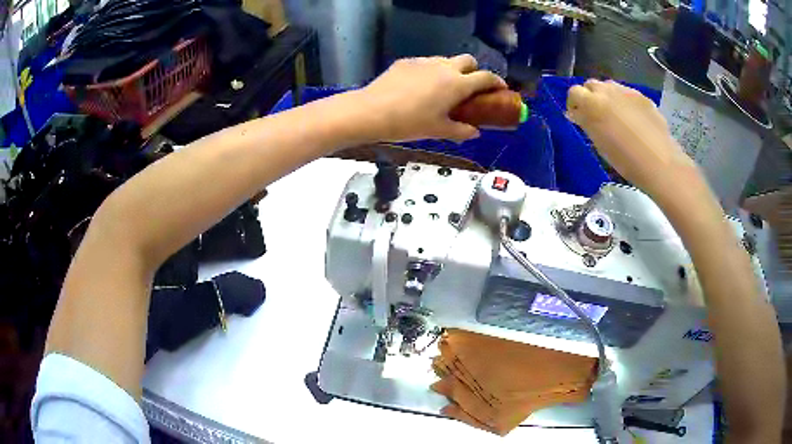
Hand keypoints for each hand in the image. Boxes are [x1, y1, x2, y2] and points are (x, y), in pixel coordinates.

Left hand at [359, 55, 506, 141]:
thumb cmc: (410, 123)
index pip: (486, 78)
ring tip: (443, 87)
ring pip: (446, 59)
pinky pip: (426, 63)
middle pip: (468, 60)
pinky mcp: (407, 61)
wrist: (372, 111)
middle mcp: (444, 67)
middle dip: (474, 70)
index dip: (497, 82)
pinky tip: (419, 86)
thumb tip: (475, 132)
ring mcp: (424, 61)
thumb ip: (461, 130)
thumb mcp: (438, 130)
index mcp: (457, 84)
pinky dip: (431, 71)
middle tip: (470, 87)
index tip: (500, 89)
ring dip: (452, 70)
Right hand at [566, 80, 697, 199]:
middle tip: (595, 116)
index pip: (574, 92)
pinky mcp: (642, 97)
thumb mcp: (599, 142)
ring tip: (614, 117)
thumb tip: (577, 114)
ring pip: (610, 87)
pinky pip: (627, 94)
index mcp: (593, 103)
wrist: (659, 162)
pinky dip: (624, 102)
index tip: (578, 117)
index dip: (574, 104)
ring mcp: (627, 91)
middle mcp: (608, 90)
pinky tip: (632, 120)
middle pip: (591, 85)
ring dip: (607, 97)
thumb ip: (586, 123)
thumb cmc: (625, 159)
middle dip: (590, 97)